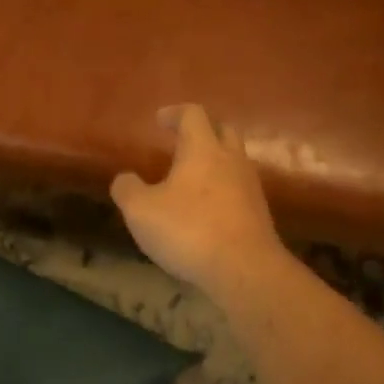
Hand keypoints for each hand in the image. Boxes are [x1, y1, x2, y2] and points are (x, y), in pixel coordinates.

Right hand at [111, 104, 287, 297]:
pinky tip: (206, 209)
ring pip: (234, 161)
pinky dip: (222, 189)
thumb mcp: (141, 211)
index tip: (160, 119)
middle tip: (181, 141)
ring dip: (214, 162)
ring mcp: (250, 187)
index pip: (193, 115)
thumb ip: (128, 189)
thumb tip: (124, 178)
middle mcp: (231, 160)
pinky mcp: (259, 214)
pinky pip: (239, 189)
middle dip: (202, 131)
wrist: (245, 271)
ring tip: (191, 178)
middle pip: (223, 131)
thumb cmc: (189, 230)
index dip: (175, 113)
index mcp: (203, 149)